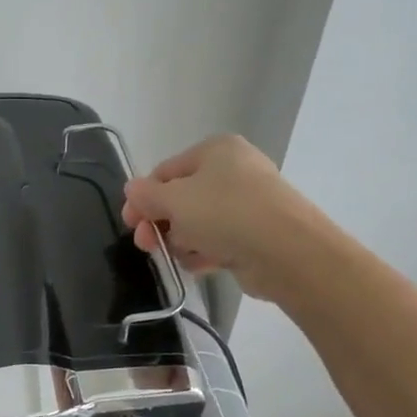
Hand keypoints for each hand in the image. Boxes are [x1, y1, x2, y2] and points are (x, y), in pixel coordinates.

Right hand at [120, 135, 313, 302]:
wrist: (287, 251)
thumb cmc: (225, 213)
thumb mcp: (174, 200)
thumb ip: (147, 195)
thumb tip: (132, 189)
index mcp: (215, 150)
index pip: (165, 171)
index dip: (142, 197)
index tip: (129, 223)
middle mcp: (233, 170)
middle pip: (181, 197)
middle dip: (159, 222)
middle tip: (146, 244)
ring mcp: (248, 203)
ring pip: (198, 221)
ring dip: (181, 240)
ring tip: (178, 256)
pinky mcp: (256, 234)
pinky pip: (219, 240)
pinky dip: (204, 252)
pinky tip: (197, 265)